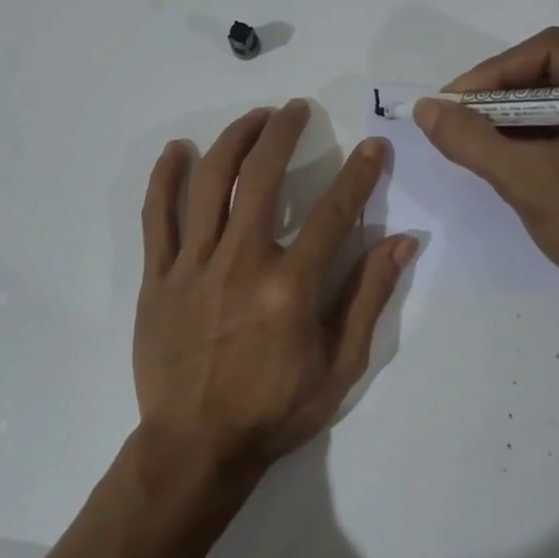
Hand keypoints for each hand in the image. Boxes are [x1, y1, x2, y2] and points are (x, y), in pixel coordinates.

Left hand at [135, 101, 417, 476]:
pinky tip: (178, 150)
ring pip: (209, 184)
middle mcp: (241, 263)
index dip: (359, 174)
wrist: (196, 447)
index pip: (333, 213)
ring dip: (232, 141)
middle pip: (262, 178)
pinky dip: (165, 178)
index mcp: (289, 288)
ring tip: (252, 117)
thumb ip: (368, 298)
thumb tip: (402, 241)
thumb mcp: (339, 366)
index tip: (374, 146)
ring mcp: (193, 267)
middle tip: (296, 109)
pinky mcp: (157, 277)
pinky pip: (156, 217)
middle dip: (283, 133)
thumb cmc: (274, 411)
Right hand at [414, 28, 558, 307]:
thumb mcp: (529, 182)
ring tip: (474, 133)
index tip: (452, 103)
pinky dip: (535, 127)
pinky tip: (506, 147)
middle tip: (458, 117)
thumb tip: (425, 108)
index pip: (550, 51)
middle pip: (554, 67)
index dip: (494, 72)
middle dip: (500, 92)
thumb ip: (472, 141)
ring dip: (514, 110)